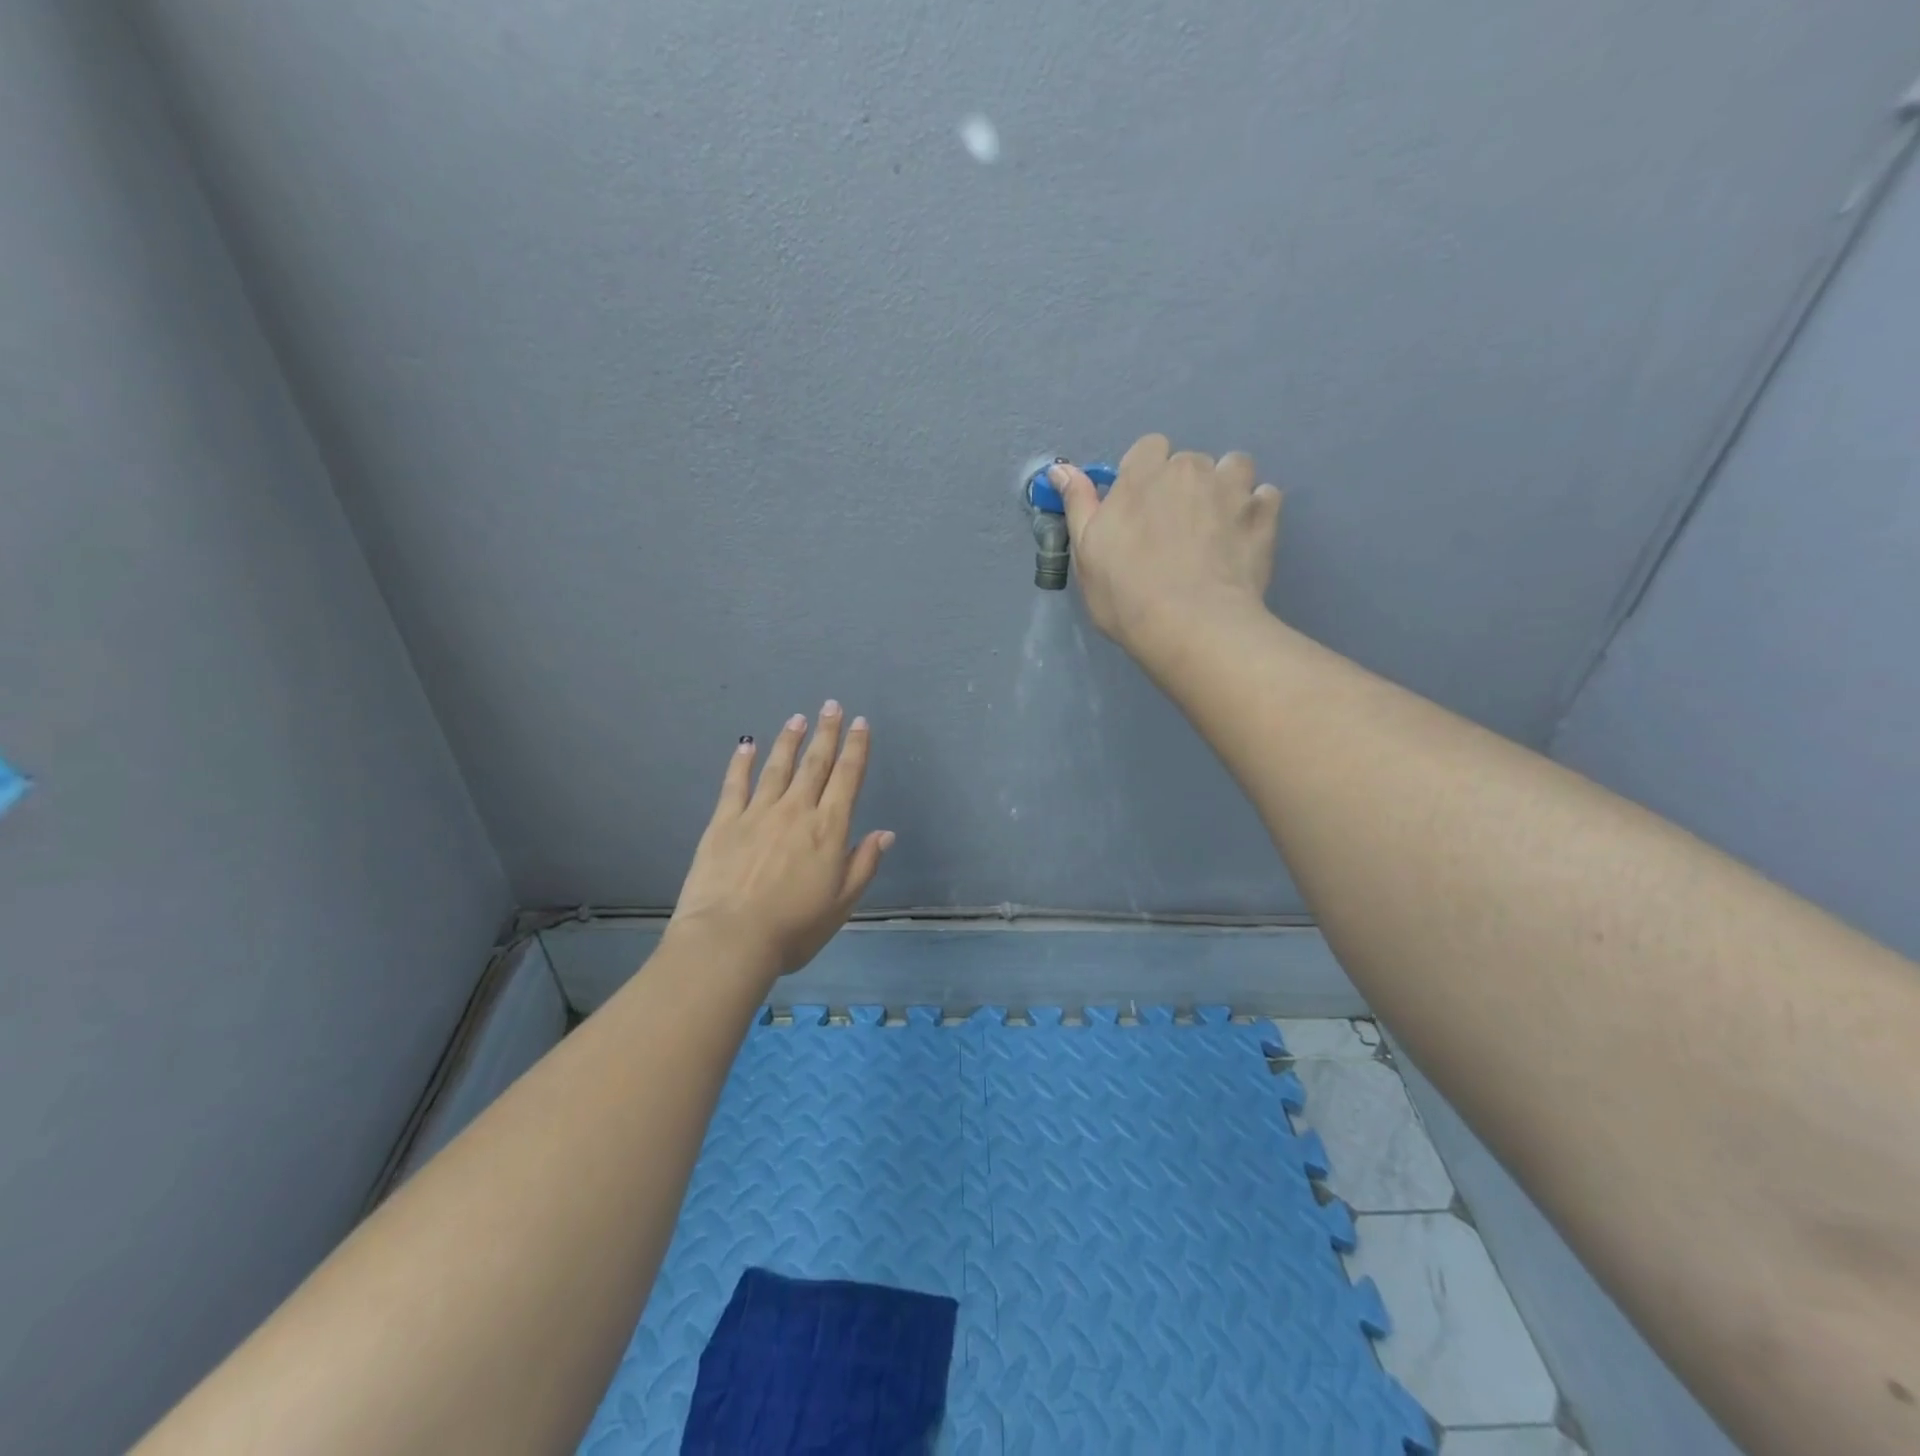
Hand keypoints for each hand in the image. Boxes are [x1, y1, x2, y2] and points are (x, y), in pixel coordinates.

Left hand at [667, 702, 892, 984]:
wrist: (730, 939)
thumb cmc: (793, 928)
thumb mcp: (842, 903)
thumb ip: (864, 864)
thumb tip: (886, 833)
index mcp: (828, 829)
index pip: (847, 778)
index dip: (856, 748)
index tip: (860, 723)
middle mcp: (796, 811)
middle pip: (815, 764)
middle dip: (826, 733)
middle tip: (831, 706)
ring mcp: (757, 812)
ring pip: (778, 767)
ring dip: (790, 741)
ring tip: (798, 719)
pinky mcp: (724, 822)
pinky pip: (735, 784)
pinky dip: (742, 762)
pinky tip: (746, 744)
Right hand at [1049, 434, 1281, 654]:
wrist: (1191, 626)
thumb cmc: (1126, 593)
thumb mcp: (1087, 552)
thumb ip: (1078, 504)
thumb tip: (1061, 469)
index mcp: (1143, 475)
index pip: (1149, 448)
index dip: (1145, 475)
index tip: (1140, 509)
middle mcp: (1190, 470)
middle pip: (1189, 462)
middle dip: (1183, 486)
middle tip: (1175, 530)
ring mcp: (1232, 489)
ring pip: (1233, 468)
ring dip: (1225, 488)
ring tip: (1215, 527)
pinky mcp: (1264, 515)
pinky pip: (1265, 496)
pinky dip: (1255, 511)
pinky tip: (1243, 538)